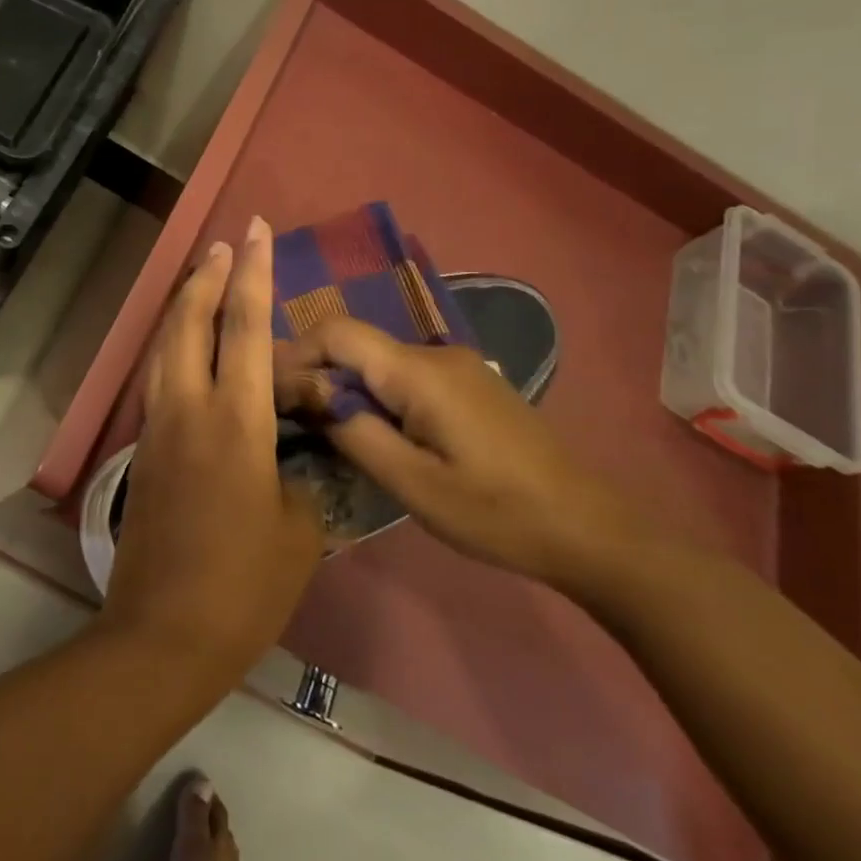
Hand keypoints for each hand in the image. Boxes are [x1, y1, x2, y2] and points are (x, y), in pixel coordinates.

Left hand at [102, 217, 324, 683]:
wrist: (164, 633)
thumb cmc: (243, 585)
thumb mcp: (299, 531)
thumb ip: (301, 481)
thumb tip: (293, 462)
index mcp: (233, 421)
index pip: (244, 327)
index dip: (253, 274)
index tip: (254, 232)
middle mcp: (188, 408)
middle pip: (189, 322)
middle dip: (207, 277)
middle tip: (224, 246)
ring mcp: (158, 427)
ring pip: (164, 346)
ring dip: (184, 307)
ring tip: (201, 281)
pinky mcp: (145, 450)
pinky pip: (158, 378)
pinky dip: (172, 347)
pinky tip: (185, 349)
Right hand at [274, 318, 631, 587]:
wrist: (588, 528)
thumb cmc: (496, 513)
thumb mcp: (413, 484)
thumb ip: (353, 431)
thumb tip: (306, 394)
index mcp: (418, 372)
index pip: (336, 332)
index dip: (295, 353)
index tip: (271, 392)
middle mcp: (434, 354)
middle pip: (355, 344)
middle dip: (315, 373)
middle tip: (290, 418)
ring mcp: (456, 366)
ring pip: (378, 360)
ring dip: (344, 386)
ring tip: (324, 430)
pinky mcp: (468, 385)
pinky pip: (404, 376)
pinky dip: (375, 394)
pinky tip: (373, 432)